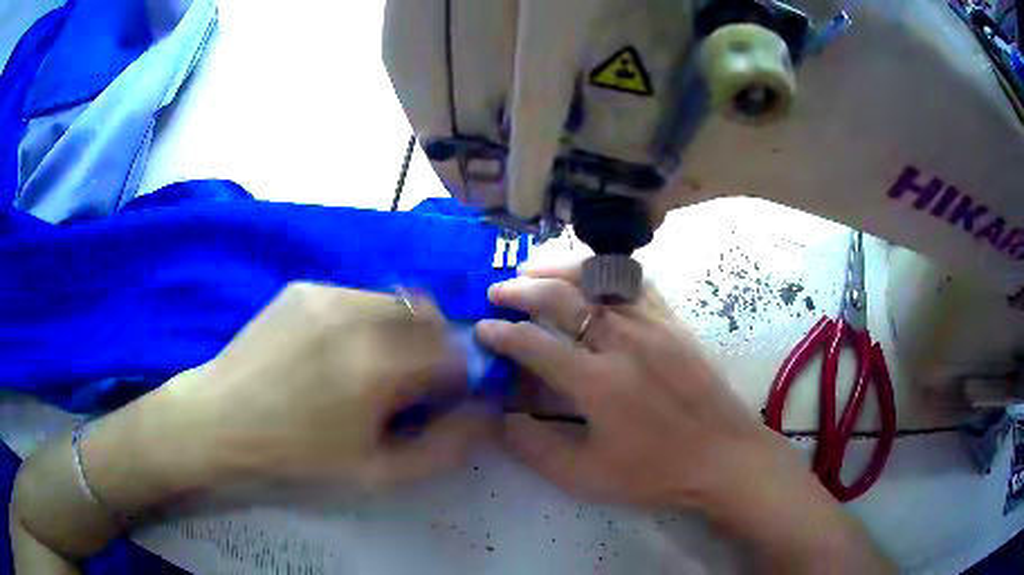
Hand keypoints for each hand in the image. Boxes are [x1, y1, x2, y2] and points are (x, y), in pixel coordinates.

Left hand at [187, 282, 489, 489]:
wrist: (218, 422)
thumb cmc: (296, 460)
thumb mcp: (377, 475)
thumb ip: (444, 447)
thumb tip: (484, 413)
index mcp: (380, 366)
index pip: (454, 355)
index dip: (457, 380)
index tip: (438, 401)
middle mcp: (359, 315)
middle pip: (430, 316)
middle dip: (433, 348)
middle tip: (406, 384)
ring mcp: (327, 293)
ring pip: (395, 300)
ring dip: (401, 330)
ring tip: (368, 367)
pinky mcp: (303, 288)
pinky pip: (357, 296)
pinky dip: (365, 320)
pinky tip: (333, 352)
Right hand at [475, 267, 894, 572]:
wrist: (724, 457)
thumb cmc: (656, 473)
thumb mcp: (586, 476)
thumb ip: (536, 447)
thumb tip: (503, 416)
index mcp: (598, 384)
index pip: (536, 344)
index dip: (502, 334)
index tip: (483, 329)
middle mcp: (623, 343)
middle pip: (562, 298)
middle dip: (522, 290)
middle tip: (498, 291)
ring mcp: (653, 326)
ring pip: (598, 280)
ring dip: (559, 270)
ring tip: (534, 270)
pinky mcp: (674, 322)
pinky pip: (635, 283)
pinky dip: (605, 272)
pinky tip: (591, 277)